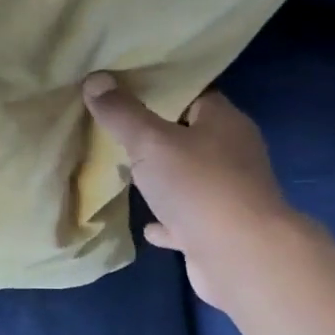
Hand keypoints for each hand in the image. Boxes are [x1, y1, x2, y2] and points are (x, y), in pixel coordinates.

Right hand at [82, 74, 303, 307]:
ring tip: (125, 174)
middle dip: (158, 136)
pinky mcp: (217, 230)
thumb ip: (122, 113)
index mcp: (224, 123)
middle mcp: (232, 154)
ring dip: (162, 179)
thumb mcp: (151, 142)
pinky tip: (145, 225)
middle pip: (190, 136)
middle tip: (117, 131)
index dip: (162, 91)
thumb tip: (95, 78)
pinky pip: (185, 219)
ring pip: (189, 179)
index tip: (126, 91)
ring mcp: (227, 195)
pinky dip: (166, 220)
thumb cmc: (199, 186)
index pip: (194, 95)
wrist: (240, 256)